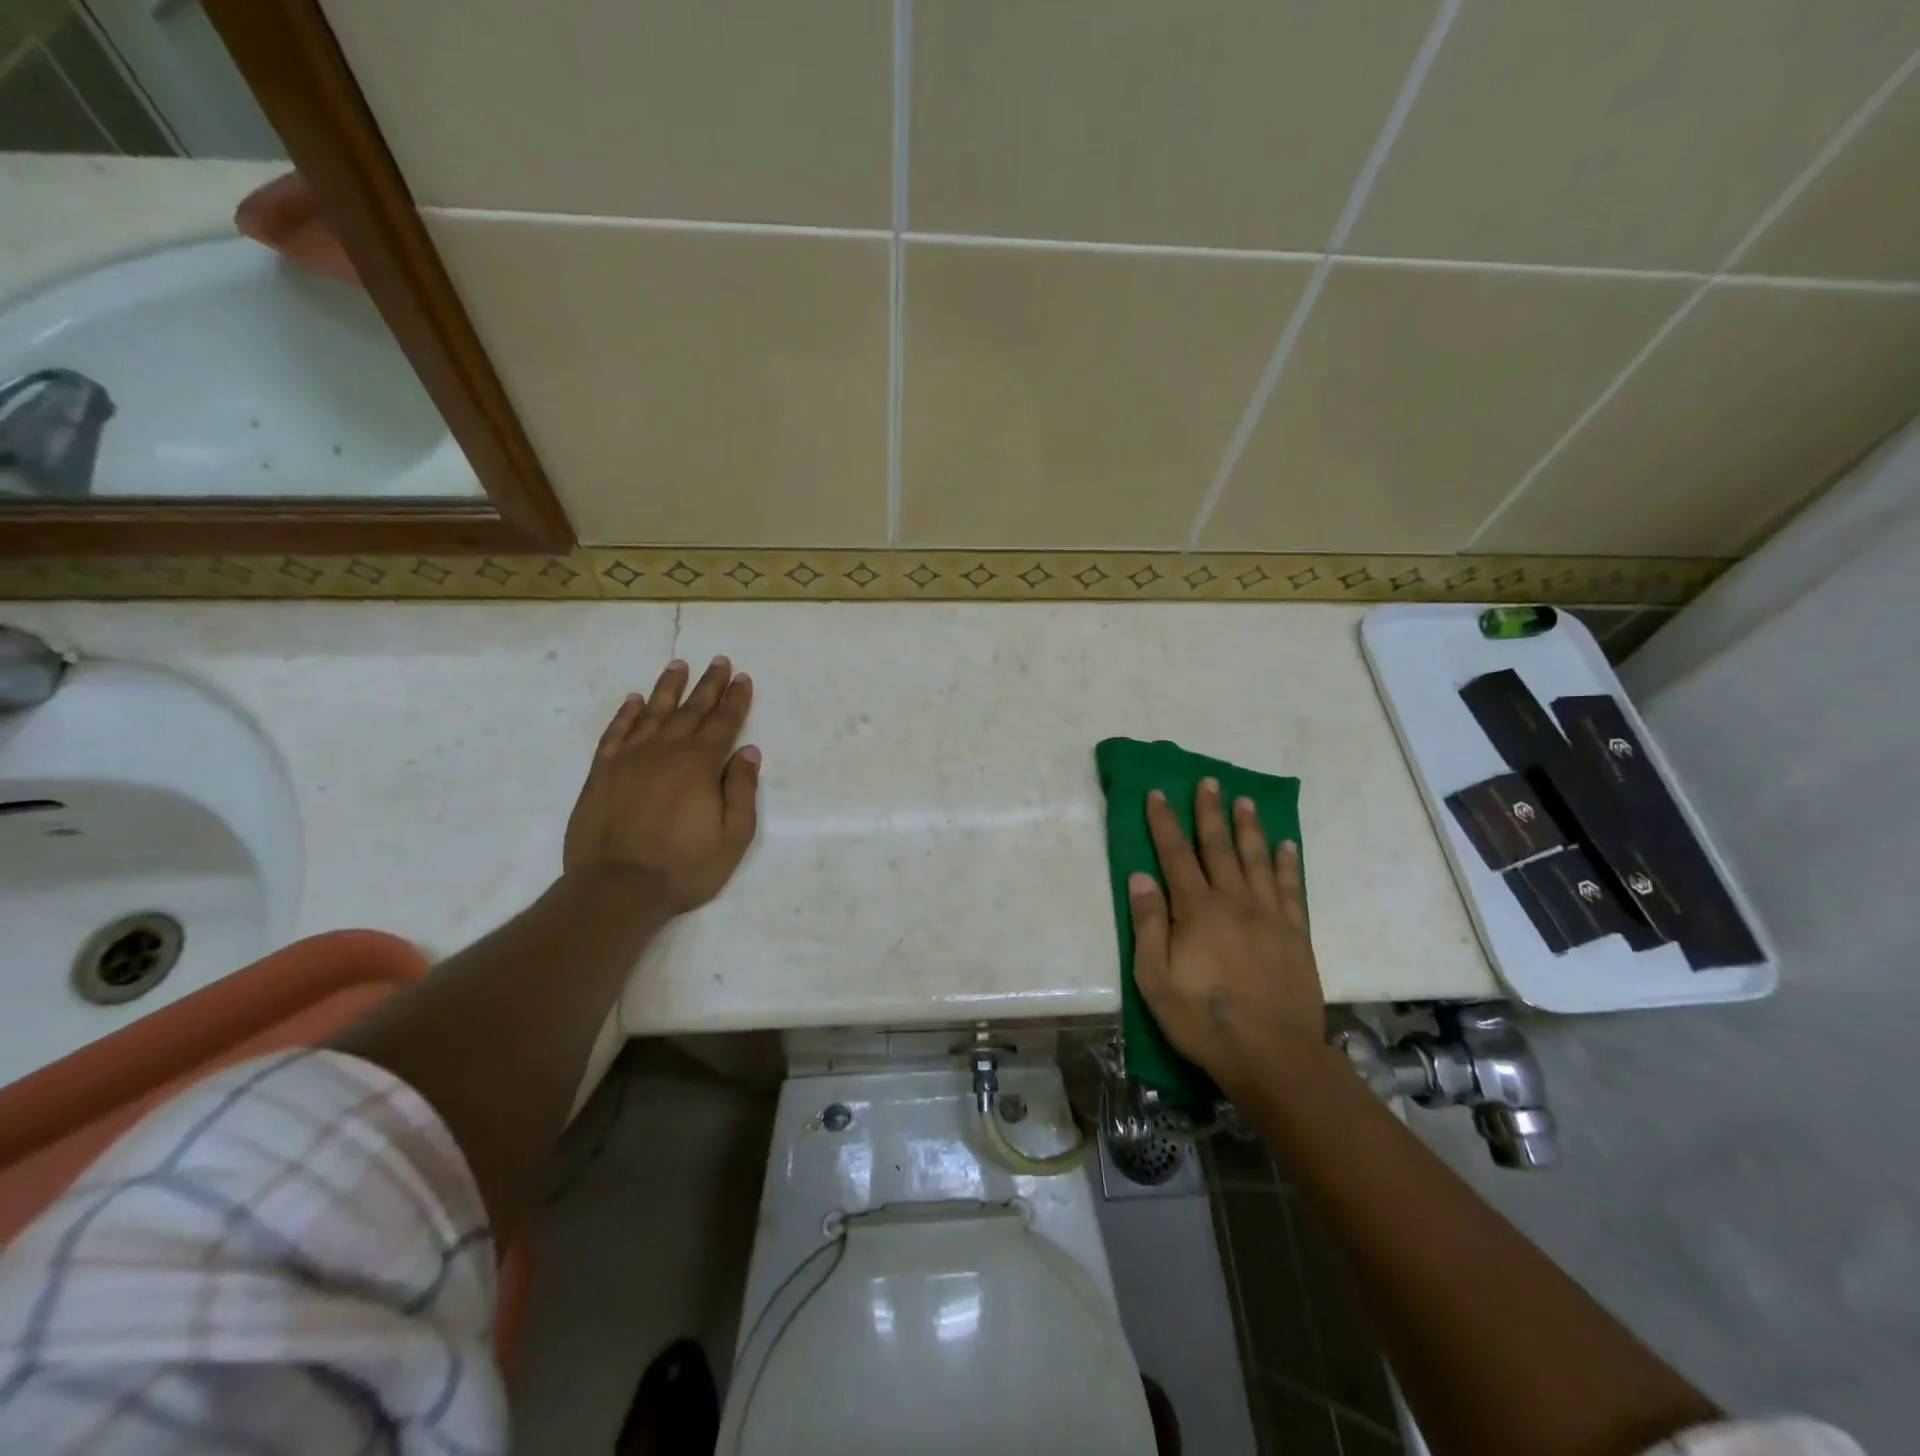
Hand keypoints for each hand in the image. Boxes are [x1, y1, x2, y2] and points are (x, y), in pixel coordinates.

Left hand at [563, 656, 759, 913]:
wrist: (616, 888)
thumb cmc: (684, 867)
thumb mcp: (733, 837)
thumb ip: (742, 790)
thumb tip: (748, 752)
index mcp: (700, 765)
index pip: (723, 723)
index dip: (735, 699)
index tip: (742, 677)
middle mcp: (666, 751)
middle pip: (691, 710)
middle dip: (708, 684)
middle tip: (719, 660)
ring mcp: (630, 759)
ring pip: (652, 712)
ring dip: (668, 688)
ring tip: (678, 665)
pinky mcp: (602, 772)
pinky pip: (616, 733)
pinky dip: (626, 714)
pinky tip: (634, 700)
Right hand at [1128, 779, 1327, 1098]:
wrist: (1273, 1055)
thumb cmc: (1204, 1019)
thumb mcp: (1156, 979)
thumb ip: (1148, 925)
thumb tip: (1140, 877)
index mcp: (1197, 910)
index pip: (1175, 854)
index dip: (1164, 822)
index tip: (1157, 793)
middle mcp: (1234, 902)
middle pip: (1218, 847)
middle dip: (1210, 812)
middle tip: (1209, 781)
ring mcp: (1269, 916)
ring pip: (1257, 860)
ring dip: (1249, 828)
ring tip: (1244, 801)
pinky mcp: (1295, 934)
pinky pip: (1290, 888)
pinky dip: (1286, 864)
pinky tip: (1286, 846)